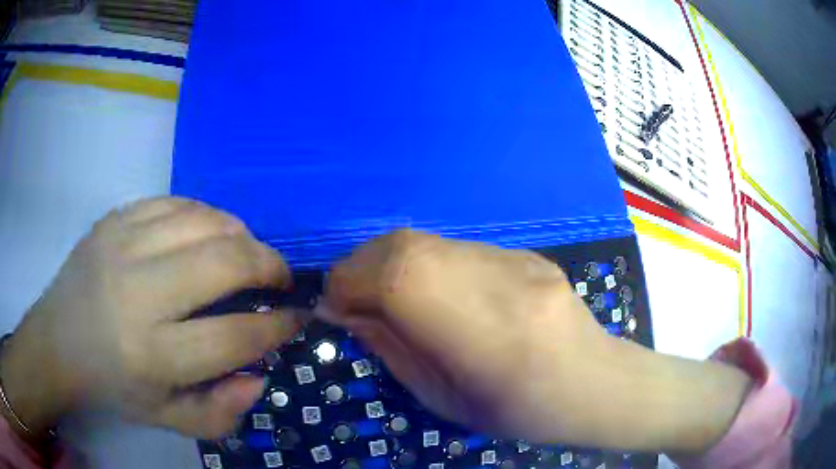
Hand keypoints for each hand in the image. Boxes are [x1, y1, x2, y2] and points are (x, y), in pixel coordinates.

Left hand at [0, 198, 299, 439]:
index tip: (296, 318)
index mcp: (152, 356)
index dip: (277, 326)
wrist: (56, 342)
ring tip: (248, 252)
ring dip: (241, 234)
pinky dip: (205, 214)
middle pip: (224, 262)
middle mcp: (137, 293)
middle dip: (269, 266)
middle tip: (279, 278)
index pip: (234, 336)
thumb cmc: (111, 387)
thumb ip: (219, 414)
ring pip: (204, 221)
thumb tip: (258, 376)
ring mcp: (122, 245)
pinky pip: (175, 201)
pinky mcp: (114, 219)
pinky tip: (209, 231)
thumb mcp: (166, 419)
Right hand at [320, 230, 751, 452]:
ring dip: (386, 261)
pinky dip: (421, 262)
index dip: (349, 284)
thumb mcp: (445, 400)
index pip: (395, 276)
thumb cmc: (520, 409)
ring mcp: (513, 257)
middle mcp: (497, 277)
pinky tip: (429, 290)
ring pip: (426, 240)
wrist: (595, 381)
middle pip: (405, 246)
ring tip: (381, 293)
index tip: (331, 307)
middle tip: (349, 297)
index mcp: (482, 331)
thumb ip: (393, 351)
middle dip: (360, 266)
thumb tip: (347, 313)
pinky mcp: (522, 251)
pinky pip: (452, 247)